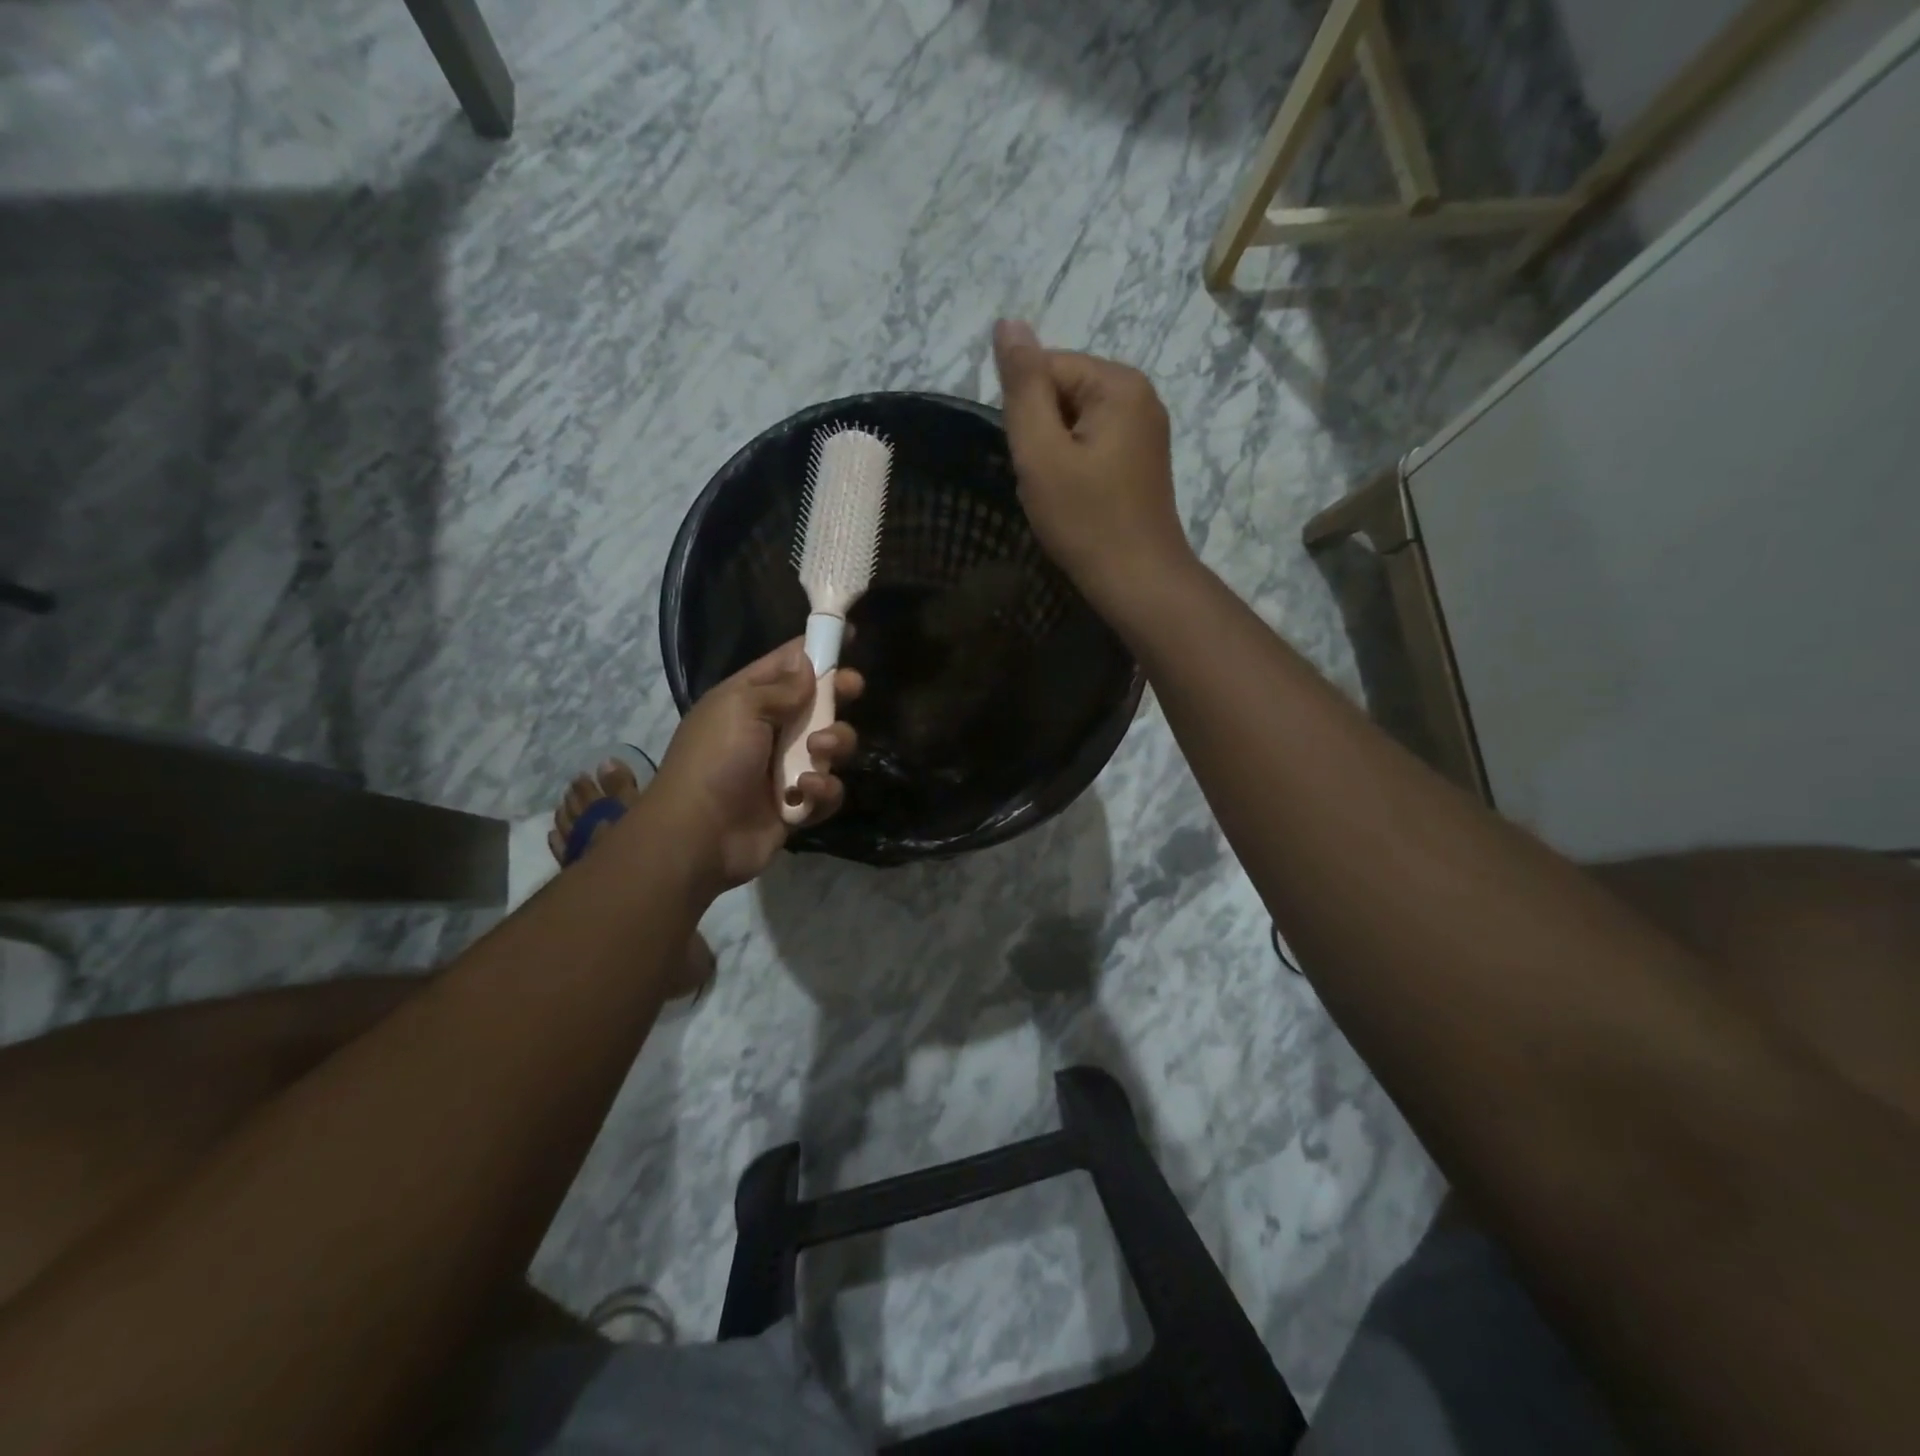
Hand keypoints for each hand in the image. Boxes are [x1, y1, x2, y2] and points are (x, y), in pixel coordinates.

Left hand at [648, 640, 861, 891]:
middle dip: (838, 695)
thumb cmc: (715, 760)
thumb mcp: (740, 708)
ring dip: (834, 744)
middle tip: (852, 689)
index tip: (848, 635)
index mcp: (748, 700)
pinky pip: (828, 790)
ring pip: (831, 747)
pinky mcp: (798, 805)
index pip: (787, 664)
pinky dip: (823, 790)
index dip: (816, 649)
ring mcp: (785, 769)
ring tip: (819, 752)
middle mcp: (769, 730)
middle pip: (818, 703)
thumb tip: (808, 665)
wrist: (698, 835)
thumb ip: (781, 687)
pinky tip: (806, 792)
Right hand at [992, 320, 1193, 609]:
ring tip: (1060, 494)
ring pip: (1074, 424)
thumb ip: (1022, 386)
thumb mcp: (1041, 451)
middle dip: (1041, 434)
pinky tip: (1076, 500)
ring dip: (1054, 455)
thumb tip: (1008, 322)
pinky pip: (1092, 446)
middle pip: (1063, 393)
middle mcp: (1140, 395)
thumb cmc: (1085, 519)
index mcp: (1119, 383)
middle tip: (1045, 482)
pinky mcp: (1142, 460)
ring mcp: (1145, 430)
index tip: (1031, 460)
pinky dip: (1074, 469)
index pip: (1047, 367)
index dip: (1025, 414)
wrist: (1137, 580)